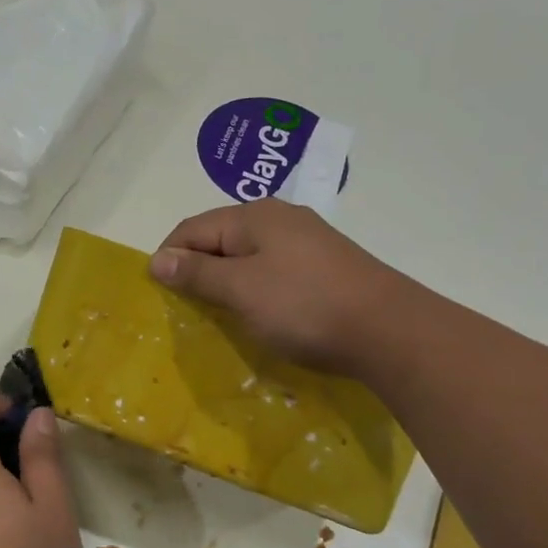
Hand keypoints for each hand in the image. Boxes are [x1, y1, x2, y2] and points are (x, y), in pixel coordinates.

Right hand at [149, 200, 391, 373]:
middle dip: (196, 270)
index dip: (168, 257)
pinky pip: (272, 271)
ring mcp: (306, 241)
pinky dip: (255, 289)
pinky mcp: (324, 266)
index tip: (158, 294)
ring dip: (226, 282)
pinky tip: (259, 312)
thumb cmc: (304, 306)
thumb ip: (197, 273)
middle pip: (219, 239)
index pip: (191, 228)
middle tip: (186, 309)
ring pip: (247, 257)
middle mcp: (279, 218)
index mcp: (253, 216)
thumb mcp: (240, 290)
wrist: (389, 331)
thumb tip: (157, 258)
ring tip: (218, 314)